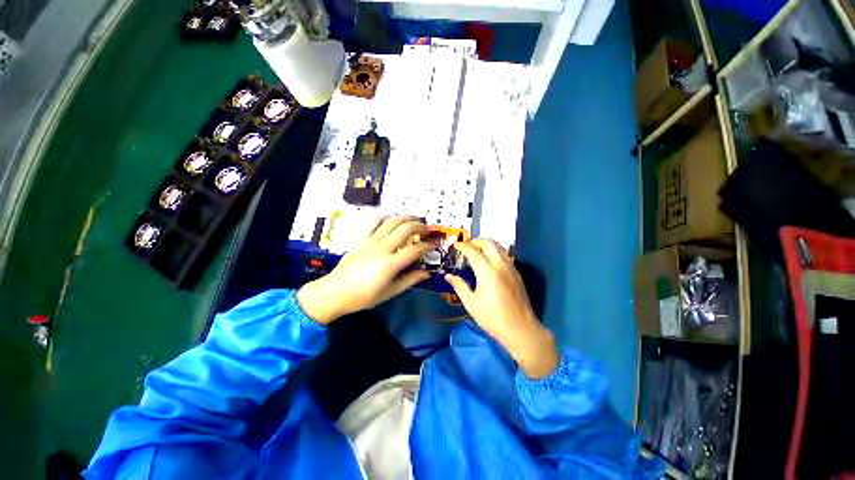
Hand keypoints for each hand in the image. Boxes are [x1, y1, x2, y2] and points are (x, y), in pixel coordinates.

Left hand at [296, 216, 433, 323]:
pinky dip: (385, 217)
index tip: (434, 245)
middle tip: (427, 230)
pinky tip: (391, 219)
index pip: (415, 250)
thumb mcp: (389, 292)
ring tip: (415, 220)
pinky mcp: (362, 239)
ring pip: (392, 222)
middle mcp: (382, 248)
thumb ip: (409, 280)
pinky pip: (374, 222)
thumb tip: (426, 273)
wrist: (335, 292)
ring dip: (406, 218)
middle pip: (405, 229)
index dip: (428, 246)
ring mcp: (371, 241)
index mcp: (390, 264)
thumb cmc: (363, 296)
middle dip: (420, 226)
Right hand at [445, 239, 558, 378]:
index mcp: (488, 273)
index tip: (455, 245)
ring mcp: (512, 268)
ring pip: (499, 247)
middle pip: (489, 243)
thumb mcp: (472, 304)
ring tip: (476, 252)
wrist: (521, 330)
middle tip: (466, 246)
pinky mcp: (517, 273)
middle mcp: (501, 266)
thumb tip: (448, 276)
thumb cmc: (493, 318)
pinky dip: (494, 252)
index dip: (463, 247)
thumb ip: (460, 286)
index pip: (474, 252)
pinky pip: (505, 255)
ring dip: (486, 245)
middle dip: (476, 241)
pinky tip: (488, 262)